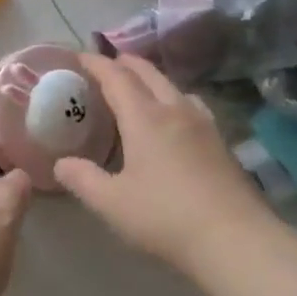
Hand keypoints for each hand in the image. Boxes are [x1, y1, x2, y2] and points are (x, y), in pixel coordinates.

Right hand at [54, 53, 267, 272]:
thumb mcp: (112, 203)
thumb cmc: (165, 217)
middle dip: (126, 63)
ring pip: (174, 86)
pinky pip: (191, 104)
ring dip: (152, 78)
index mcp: (144, 118)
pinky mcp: (221, 142)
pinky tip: (175, 118)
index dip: (96, 63)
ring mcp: (203, 124)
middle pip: (149, 73)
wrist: (235, 240)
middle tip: (108, 63)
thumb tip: (61, 163)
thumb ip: (83, 179)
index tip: (80, 56)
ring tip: (139, 87)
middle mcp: (175, 110)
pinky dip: (173, 98)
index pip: (116, 77)